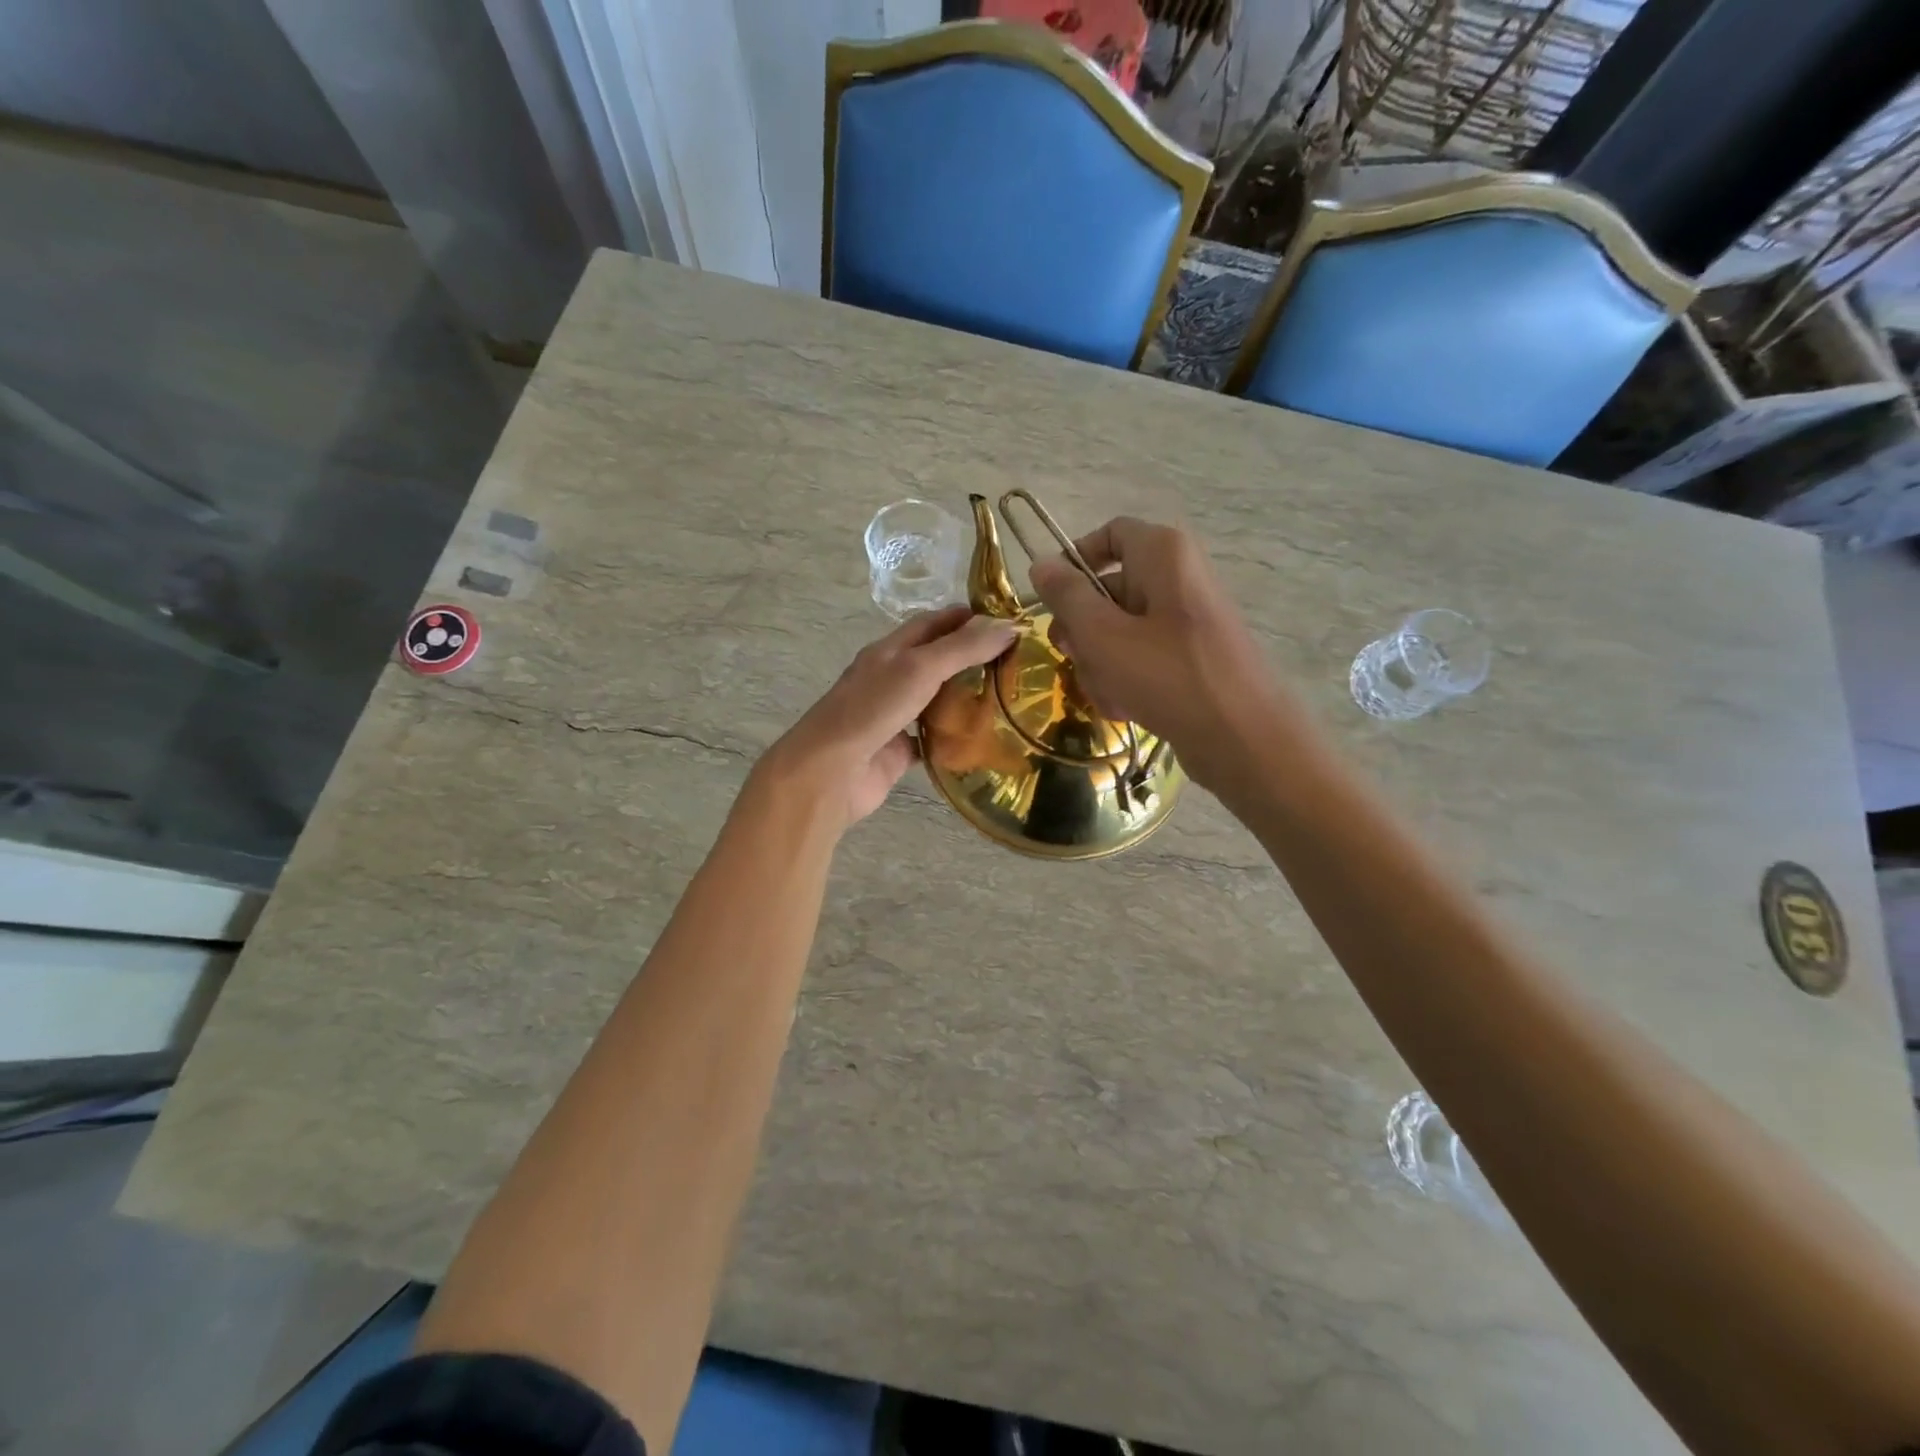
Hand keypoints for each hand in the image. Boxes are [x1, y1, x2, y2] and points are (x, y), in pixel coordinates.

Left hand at [753, 607, 1017, 829]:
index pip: (932, 623)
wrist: (829, 774)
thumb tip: (1011, 625)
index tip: (1008, 621)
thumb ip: (963, 648)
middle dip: (972, 657)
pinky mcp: (899, 751)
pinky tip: (987, 739)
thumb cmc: (871, 710)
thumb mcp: (920, 668)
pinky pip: (934, 740)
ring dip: (967, 697)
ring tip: (1011, 696)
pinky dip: (957, 739)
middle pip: (937, 660)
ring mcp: (894, 716)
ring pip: (937, 700)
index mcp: (890, 651)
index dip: (967, 618)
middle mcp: (891, 679)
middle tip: (1019, 660)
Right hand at [1028, 517, 1302, 790]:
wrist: (1243, 739)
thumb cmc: (1168, 676)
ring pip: (1120, 630)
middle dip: (1083, 629)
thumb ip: (1066, 596)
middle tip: (1071, 657)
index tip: (1050, 600)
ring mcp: (1186, 619)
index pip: (1109, 534)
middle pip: (1109, 589)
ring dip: (1101, 663)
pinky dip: (1126, 679)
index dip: (1074, 561)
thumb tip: (1040, 564)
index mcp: (1163, 554)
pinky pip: (1143, 657)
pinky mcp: (1191, 657)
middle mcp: (1178, 577)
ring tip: (1108, 694)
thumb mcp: (1102, 635)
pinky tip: (1125, 707)